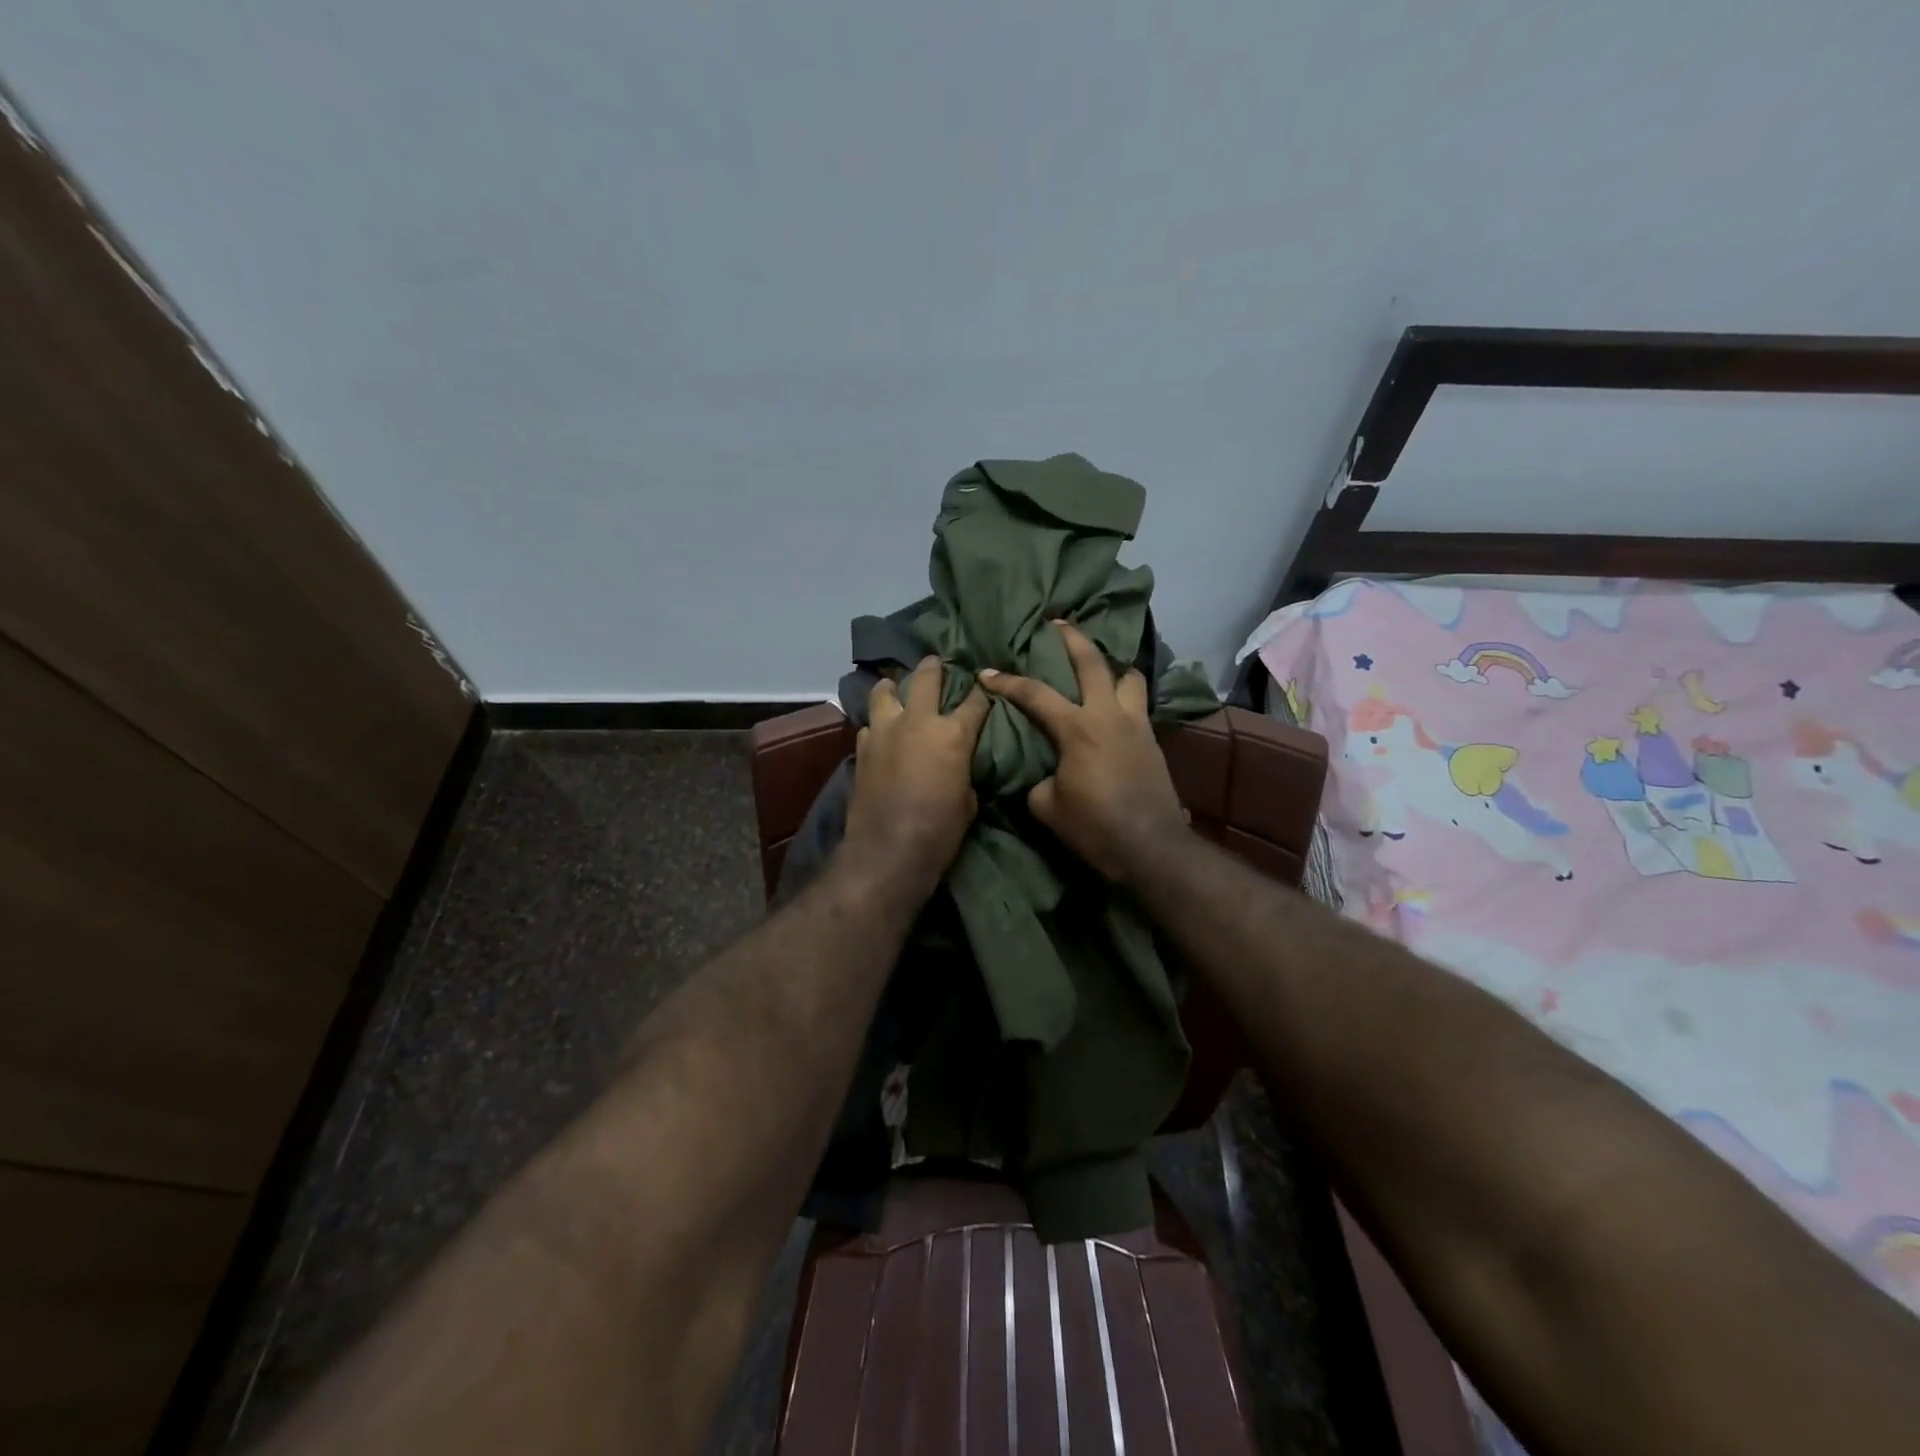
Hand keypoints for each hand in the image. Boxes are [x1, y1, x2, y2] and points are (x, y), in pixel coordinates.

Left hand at [841, 655, 990, 905]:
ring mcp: (885, 732)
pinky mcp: (862, 748)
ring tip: (896, 688)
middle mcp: (917, 722)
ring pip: (884, 691)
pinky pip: (869, 724)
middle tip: (937, 662)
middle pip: (925, 677)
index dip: (983, 692)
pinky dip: (877, 724)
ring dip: (893, 687)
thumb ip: (964, 771)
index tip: (985, 685)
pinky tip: (881, 732)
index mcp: (952, 734)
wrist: (888, 851)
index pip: (975, 701)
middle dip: (934, 666)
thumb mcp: (968, 801)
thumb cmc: (940, 831)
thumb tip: (959, 766)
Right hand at [980, 621, 1188, 885]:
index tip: (986, 672)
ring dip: (1112, 665)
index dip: (1007, 682)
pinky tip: (1116, 705)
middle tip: (1057, 622)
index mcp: (1078, 728)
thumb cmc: (1095, 828)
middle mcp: (1109, 714)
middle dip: (1071, 637)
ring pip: (1129, 675)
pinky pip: (1139, 702)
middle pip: (1092, 661)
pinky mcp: (1152, 739)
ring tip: (1100, 667)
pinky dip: (1126, 693)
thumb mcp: (1047, 807)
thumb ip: (1039, 779)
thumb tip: (1046, 773)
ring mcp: (1136, 723)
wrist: (1151, 847)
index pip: (1035, 694)